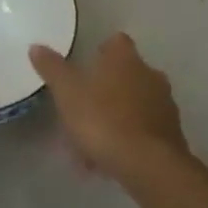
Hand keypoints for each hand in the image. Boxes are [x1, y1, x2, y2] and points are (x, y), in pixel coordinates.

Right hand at [28, 33, 189, 182]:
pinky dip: (127, 141)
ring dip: (114, 119)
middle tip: (82, 111)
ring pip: (133, 106)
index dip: (102, 51)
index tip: (87, 66)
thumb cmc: (103, 119)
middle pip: (126, 75)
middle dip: (106, 91)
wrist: (148, 164)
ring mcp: (164, 104)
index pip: (116, 42)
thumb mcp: (68, 93)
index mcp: (125, 58)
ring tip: (90, 147)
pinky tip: (107, 162)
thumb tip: (36, 46)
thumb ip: (52, 69)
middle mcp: (150, 74)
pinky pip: (143, 131)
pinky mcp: (171, 134)